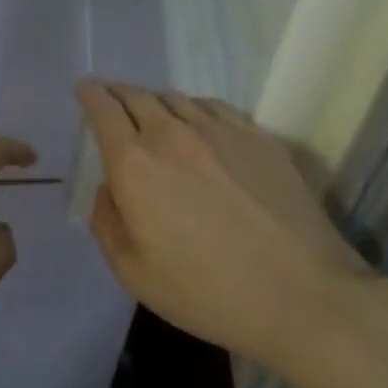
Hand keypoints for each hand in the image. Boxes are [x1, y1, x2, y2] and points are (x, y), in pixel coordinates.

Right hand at [76, 79, 371, 373]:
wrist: (303, 297)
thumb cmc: (207, 292)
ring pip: (175, 98)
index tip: (84, 90)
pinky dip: (195, 108)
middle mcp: (171, 134)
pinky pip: (214, 106)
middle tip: (113, 101)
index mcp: (133, 163)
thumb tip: (109, 187)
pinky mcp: (258, 137)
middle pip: (136, 96)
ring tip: (155, 116)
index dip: (89, 95)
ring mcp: (219, 131)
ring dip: (156, 102)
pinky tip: (200, 125)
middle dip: (118, 94)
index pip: (102, 109)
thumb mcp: (133, 272)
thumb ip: (107, 221)